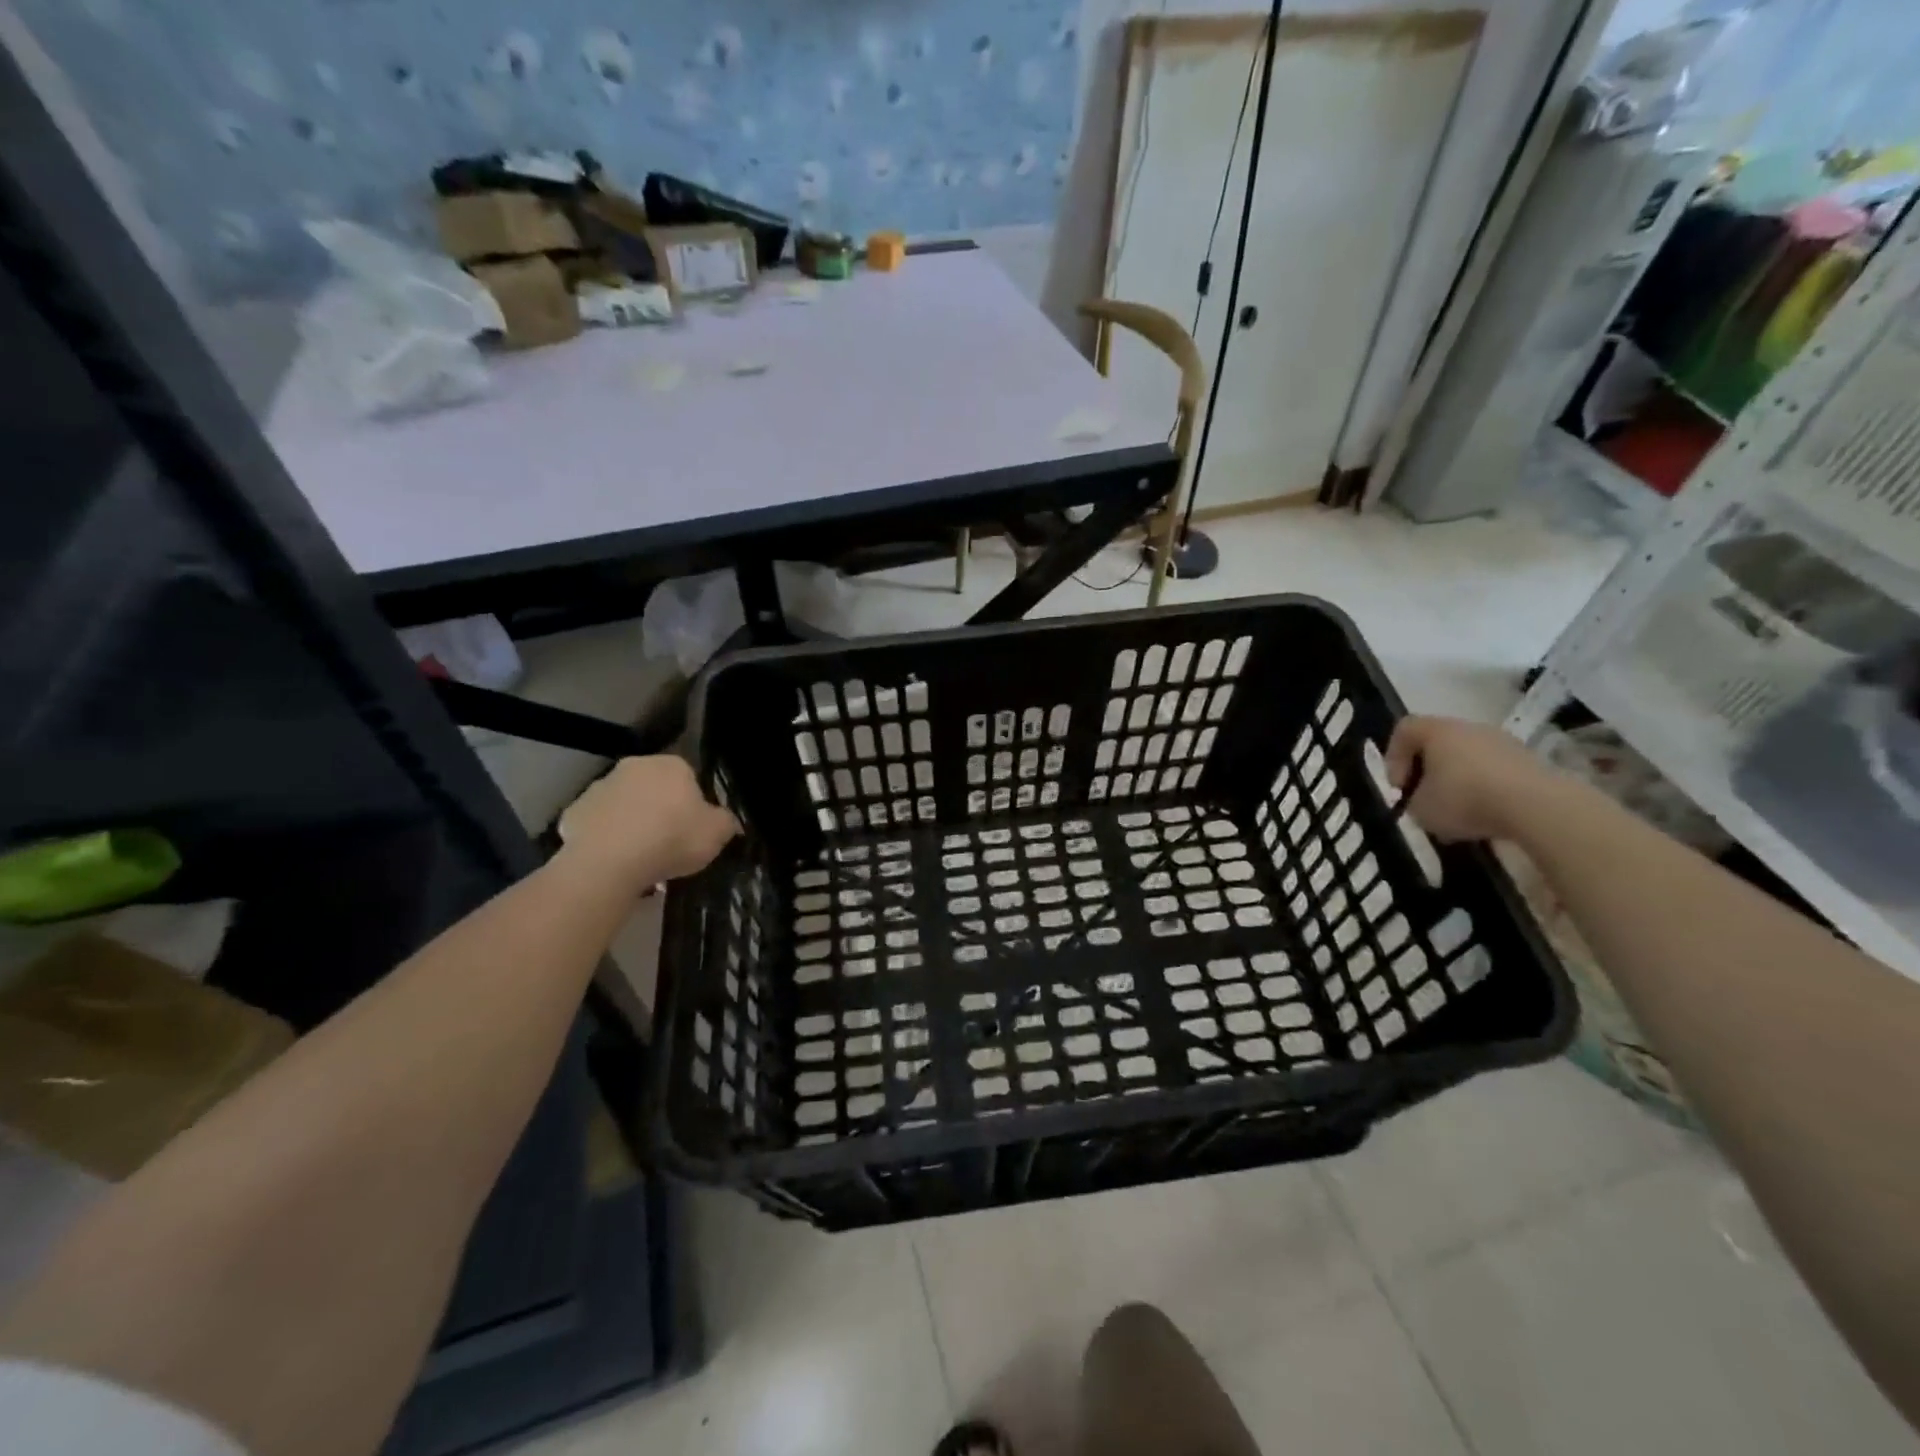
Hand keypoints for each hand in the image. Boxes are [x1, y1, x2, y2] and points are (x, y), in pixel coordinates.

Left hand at [557, 756, 739, 889]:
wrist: (610, 863)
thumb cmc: (671, 839)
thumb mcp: (717, 834)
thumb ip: (727, 822)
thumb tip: (728, 821)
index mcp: (671, 765)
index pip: (688, 778)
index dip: (693, 805)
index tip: (693, 829)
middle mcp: (633, 767)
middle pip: (653, 789)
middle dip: (660, 810)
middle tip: (669, 844)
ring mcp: (599, 788)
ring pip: (623, 805)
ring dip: (632, 823)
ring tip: (640, 859)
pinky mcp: (572, 813)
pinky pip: (597, 825)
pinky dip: (605, 838)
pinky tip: (614, 862)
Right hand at [1384, 716, 1564, 843]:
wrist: (1537, 806)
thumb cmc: (1465, 799)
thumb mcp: (1420, 809)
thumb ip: (1413, 800)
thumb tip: (1424, 799)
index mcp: (1437, 730)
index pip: (1404, 729)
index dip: (1394, 757)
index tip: (1399, 787)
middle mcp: (1469, 728)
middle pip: (1438, 743)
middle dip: (1427, 771)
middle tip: (1425, 799)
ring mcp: (1503, 742)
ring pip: (1468, 758)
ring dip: (1458, 781)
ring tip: (1458, 813)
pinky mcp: (1529, 761)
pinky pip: (1494, 772)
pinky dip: (1485, 789)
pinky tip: (1486, 815)